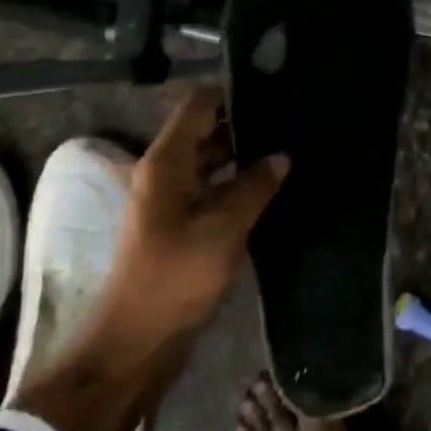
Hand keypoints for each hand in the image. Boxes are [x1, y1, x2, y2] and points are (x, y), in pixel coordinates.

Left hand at [101, 85, 287, 348]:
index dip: (234, 93)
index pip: (199, 106)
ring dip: (243, 157)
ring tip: (289, 150)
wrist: (137, 340)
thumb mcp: (222, 229)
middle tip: (292, 122)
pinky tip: (270, 189)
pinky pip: (211, 191)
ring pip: (209, 163)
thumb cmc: (175, 278)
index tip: (276, 91)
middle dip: (244, 125)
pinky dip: (236, 186)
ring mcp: (170, 201)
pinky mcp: (179, 226)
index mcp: (165, 163)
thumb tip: (281, 156)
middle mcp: (163, 173)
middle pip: (204, 132)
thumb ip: (253, 188)